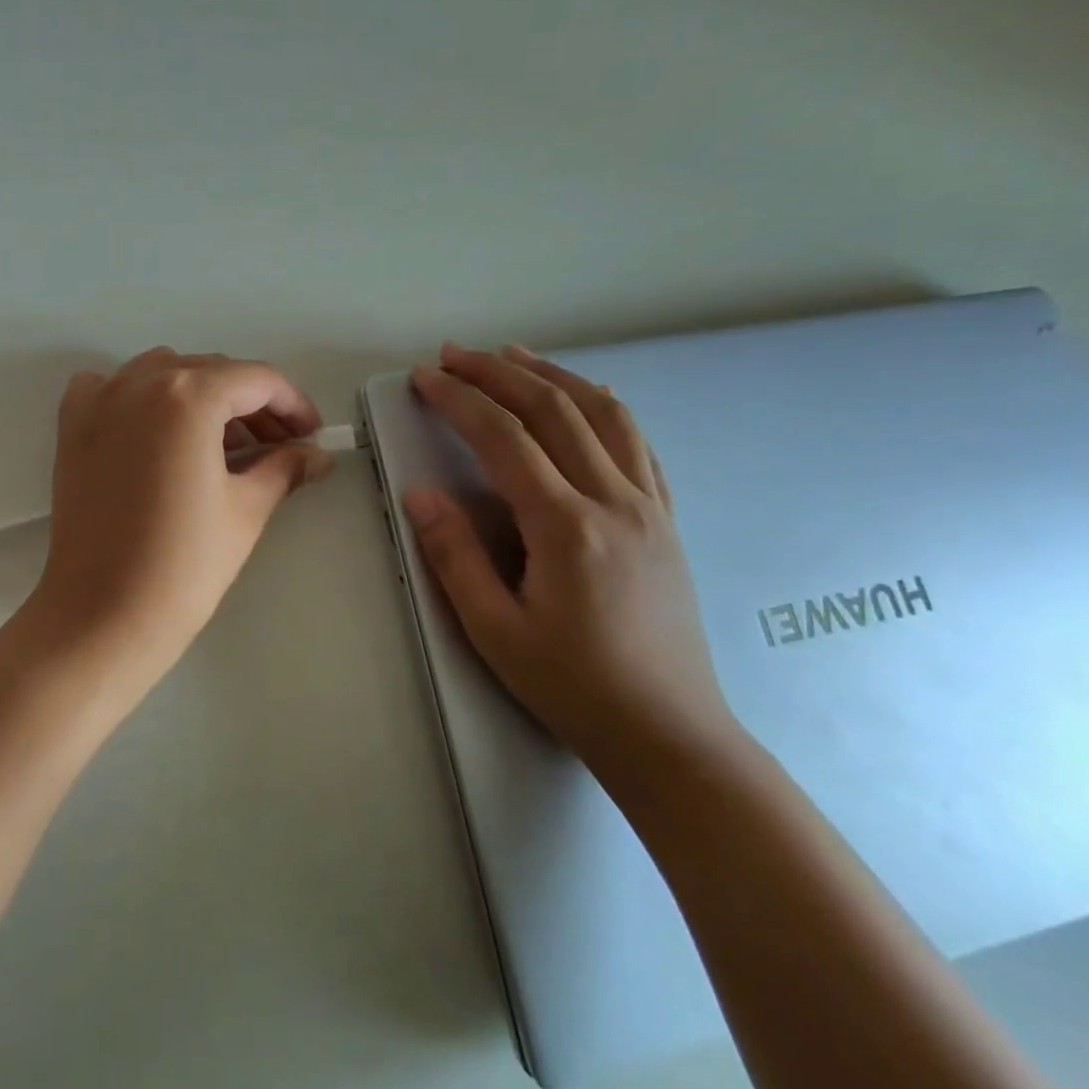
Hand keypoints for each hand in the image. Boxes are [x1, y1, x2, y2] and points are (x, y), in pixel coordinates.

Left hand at [23, 348, 334, 699]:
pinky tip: (158, 429)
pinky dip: (141, 396)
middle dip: (251, 403)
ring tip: (224, 442)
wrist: (103, 615)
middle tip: (278, 445)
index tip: (311, 434)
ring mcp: (99, 399)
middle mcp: (139, 381)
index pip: (256, 380)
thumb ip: (285, 467)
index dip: (292, 404)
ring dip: (201, 395)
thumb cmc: (185, 565)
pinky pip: (112, 387)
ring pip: (164, 373)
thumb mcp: (246, 509)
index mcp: (188, 396)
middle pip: (211, 371)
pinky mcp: (72, 425)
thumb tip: (315, 454)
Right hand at [402, 342, 737, 775]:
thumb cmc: (573, 686)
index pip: (504, 438)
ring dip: (552, 375)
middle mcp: (614, 500)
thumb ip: (454, 555)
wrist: (669, 734)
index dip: (460, 399)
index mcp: (567, 527)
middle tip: (454, 354)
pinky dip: (602, 405)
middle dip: (498, 373)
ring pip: (603, 414)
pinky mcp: (665, 518)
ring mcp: (649, 505)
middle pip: (553, 410)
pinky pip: (637, 442)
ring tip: (513, 355)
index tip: (426, 377)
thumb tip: (419, 493)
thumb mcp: (495, 630)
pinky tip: (582, 397)